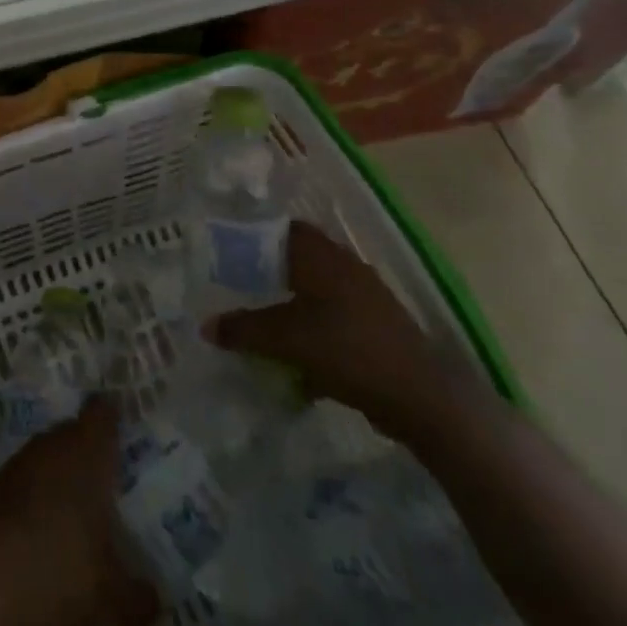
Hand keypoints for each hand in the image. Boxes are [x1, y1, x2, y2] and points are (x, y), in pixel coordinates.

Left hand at [0, 397, 158, 625]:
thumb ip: (137, 593)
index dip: (113, 417)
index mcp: (88, 451)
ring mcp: (20, 461)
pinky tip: (43, 528)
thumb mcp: (111, 595)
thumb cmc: (61, 572)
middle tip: (108, 481)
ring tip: (77, 509)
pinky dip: (36, 496)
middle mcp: (54, 443)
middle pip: (75, 432)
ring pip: (48, 456)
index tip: (124, 427)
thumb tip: (156, 599)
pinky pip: (26, 480)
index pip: (103, 413)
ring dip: (60, 475)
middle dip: (89, 453)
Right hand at [202, 221, 460, 440]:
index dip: (252, 236)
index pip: (279, 228)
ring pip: (315, 289)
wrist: (421, 397)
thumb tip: (205, 326)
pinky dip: (313, 328)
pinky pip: (333, 317)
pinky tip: (298, 356)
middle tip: (238, 287)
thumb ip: (244, 329)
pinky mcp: (376, 326)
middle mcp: (342, 265)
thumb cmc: (347, 350)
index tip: (227, 253)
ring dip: (291, 303)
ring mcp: (364, 295)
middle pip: (296, 259)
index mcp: (320, 255)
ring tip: (263, 323)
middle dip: (268, 273)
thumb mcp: (286, 339)